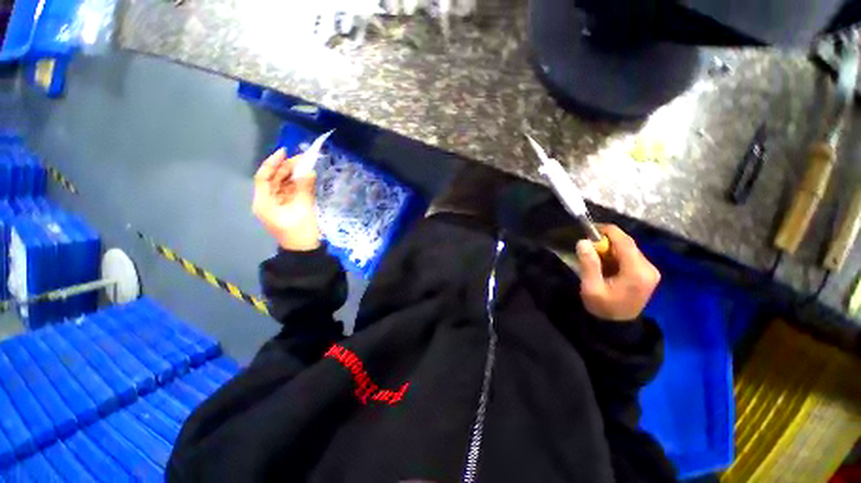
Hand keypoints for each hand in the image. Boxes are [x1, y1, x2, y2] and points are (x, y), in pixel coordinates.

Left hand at [253, 148, 321, 250]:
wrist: (303, 250)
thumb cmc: (300, 231)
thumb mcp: (303, 209)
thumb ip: (304, 188)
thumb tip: (309, 171)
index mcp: (264, 202)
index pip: (264, 177)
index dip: (273, 163)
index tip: (285, 152)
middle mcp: (267, 201)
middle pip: (273, 179)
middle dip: (286, 168)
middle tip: (303, 159)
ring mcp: (277, 204)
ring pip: (282, 184)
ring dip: (293, 175)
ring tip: (306, 165)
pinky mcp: (286, 207)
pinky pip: (289, 191)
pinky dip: (297, 184)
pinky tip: (306, 177)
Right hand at [576, 225, 660, 321]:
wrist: (618, 325)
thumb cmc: (603, 308)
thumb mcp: (591, 288)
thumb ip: (588, 264)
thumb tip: (583, 241)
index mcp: (637, 272)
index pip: (625, 242)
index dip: (607, 231)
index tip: (590, 229)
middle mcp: (649, 268)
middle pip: (627, 244)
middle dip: (607, 242)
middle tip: (588, 247)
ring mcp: (651, 270)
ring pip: (628, 249)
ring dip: (610, 249)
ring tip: (595, 258)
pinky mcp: (648, 272)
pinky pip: (630, 255)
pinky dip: (616, 255)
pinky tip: (606, 264)